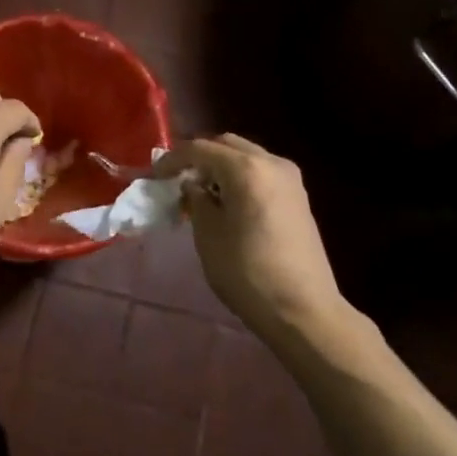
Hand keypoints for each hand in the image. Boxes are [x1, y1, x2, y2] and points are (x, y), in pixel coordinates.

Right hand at [160, 135, 342, 331]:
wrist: (303, 310)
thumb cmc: (247, 272)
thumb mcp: (208, 235)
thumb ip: (196, 200)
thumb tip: (193, 185)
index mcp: (246, 169)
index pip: (200, 149)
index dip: (173, 159)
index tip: (154, 175)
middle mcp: (272, 163)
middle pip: (226, 145)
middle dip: (199, 158)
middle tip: (178, 181)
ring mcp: (290, 179)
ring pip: (246, 158)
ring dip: (220, 168)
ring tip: (200, 194)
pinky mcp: (298, 197)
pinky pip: (261, 173)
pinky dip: (239, 179)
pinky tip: (227, 203)